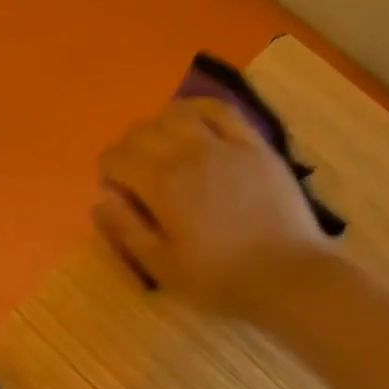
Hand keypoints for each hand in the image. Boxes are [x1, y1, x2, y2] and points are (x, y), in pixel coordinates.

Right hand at [95, 98, 328, 320]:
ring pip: (178, 114)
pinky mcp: (254, 145)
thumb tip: (100, 200)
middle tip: (133, 173)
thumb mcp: (161, 266)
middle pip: (143, 131)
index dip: (108, 171)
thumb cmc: (219, 278)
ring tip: (161, 147)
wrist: (288, 276)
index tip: (114, 189)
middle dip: (128, 148)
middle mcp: (189, 153)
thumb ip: (126, 229)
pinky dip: (199, 110)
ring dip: (159, 126)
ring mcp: (225, 144)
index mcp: (161, 184)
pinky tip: (194, 122)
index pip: (117, 157)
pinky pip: (221, 111)